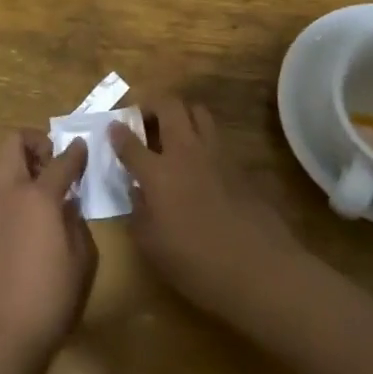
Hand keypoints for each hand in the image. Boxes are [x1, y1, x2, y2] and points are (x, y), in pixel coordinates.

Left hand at [0, 131, 97, 367]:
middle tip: (54, 162)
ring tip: (42, 184)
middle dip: (34, 142)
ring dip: (18, 160)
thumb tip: (68, 206)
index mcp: (37, 196)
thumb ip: (76, 223)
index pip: (60, 160)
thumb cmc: (48, 298)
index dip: (76, 152)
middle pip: (13, 143)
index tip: (84, 147)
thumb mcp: (81, 260)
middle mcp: (7, 193)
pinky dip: (10, 184)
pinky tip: (30, 211)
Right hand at [109, 98, 301, 322]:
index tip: (113, 127)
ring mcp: (216, 154)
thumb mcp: (152, 247)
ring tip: (172, 131)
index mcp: (158, 173)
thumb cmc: (197, 264)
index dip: (118, 132)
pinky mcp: (238, 164)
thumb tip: (137, 191)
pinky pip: (215, 135)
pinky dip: (201, 136)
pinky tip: (198, 159)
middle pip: (169, 106)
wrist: (259, 268)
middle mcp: (186, 152)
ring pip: (197, 111)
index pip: (130, 142)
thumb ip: (138, 212)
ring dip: (180, 113)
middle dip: (151, 105)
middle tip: (143, 119)